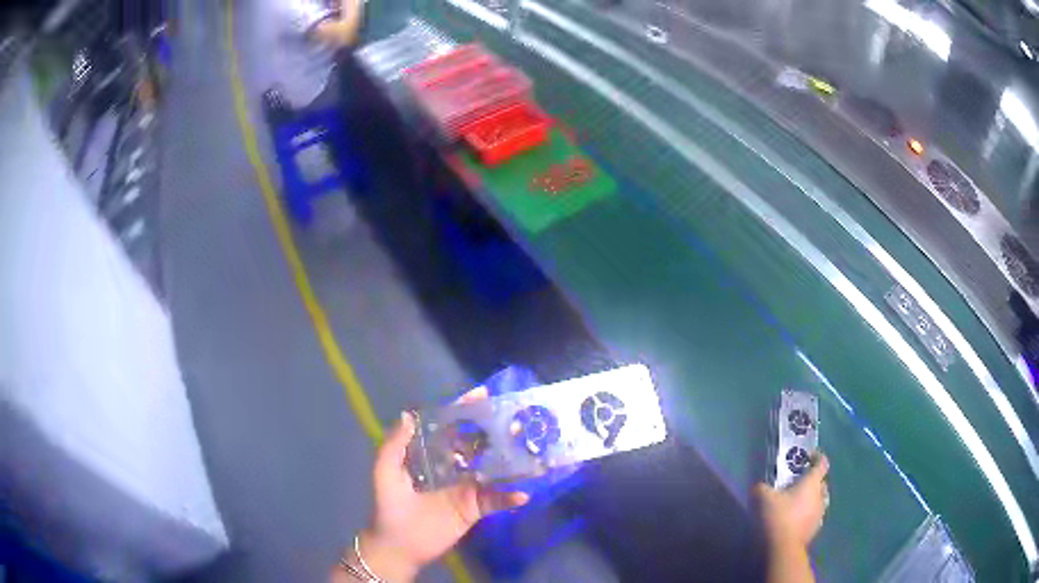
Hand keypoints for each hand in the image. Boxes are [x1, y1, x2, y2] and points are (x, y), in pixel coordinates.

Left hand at [359, 388, 529, 580]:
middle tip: (514, 420)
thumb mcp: (385, 472)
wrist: (398, 545)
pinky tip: (521, 494)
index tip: (482, 394)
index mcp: (431, 455)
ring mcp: (466, 487)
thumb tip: (408, 414)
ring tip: (527, 448)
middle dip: (494, 430)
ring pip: (492, 469)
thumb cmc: (389, 506)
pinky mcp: (475, 509)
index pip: (449, 427)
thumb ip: (394, 444)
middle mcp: (452, 467)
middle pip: (477, 444)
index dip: (463, 409)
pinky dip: (509, 498)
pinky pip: (496, 500)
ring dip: (509, 460)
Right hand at [754, 453, 829, 547]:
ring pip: (820, 500)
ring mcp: (820, 513)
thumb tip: (758, 485)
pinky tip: (797, 519)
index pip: (821, 463)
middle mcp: (820, 495)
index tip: (809, 456)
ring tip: (798, 502)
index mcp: (811, 482)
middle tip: (799, 482)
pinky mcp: (816, 529)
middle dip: (813, 480)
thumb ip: (761, 487)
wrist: (783, 548)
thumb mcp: (762, 498)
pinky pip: (815, 515)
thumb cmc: (777, 516)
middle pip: (822, 482)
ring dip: (812, 498)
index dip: (817, 457)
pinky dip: (808, 514)